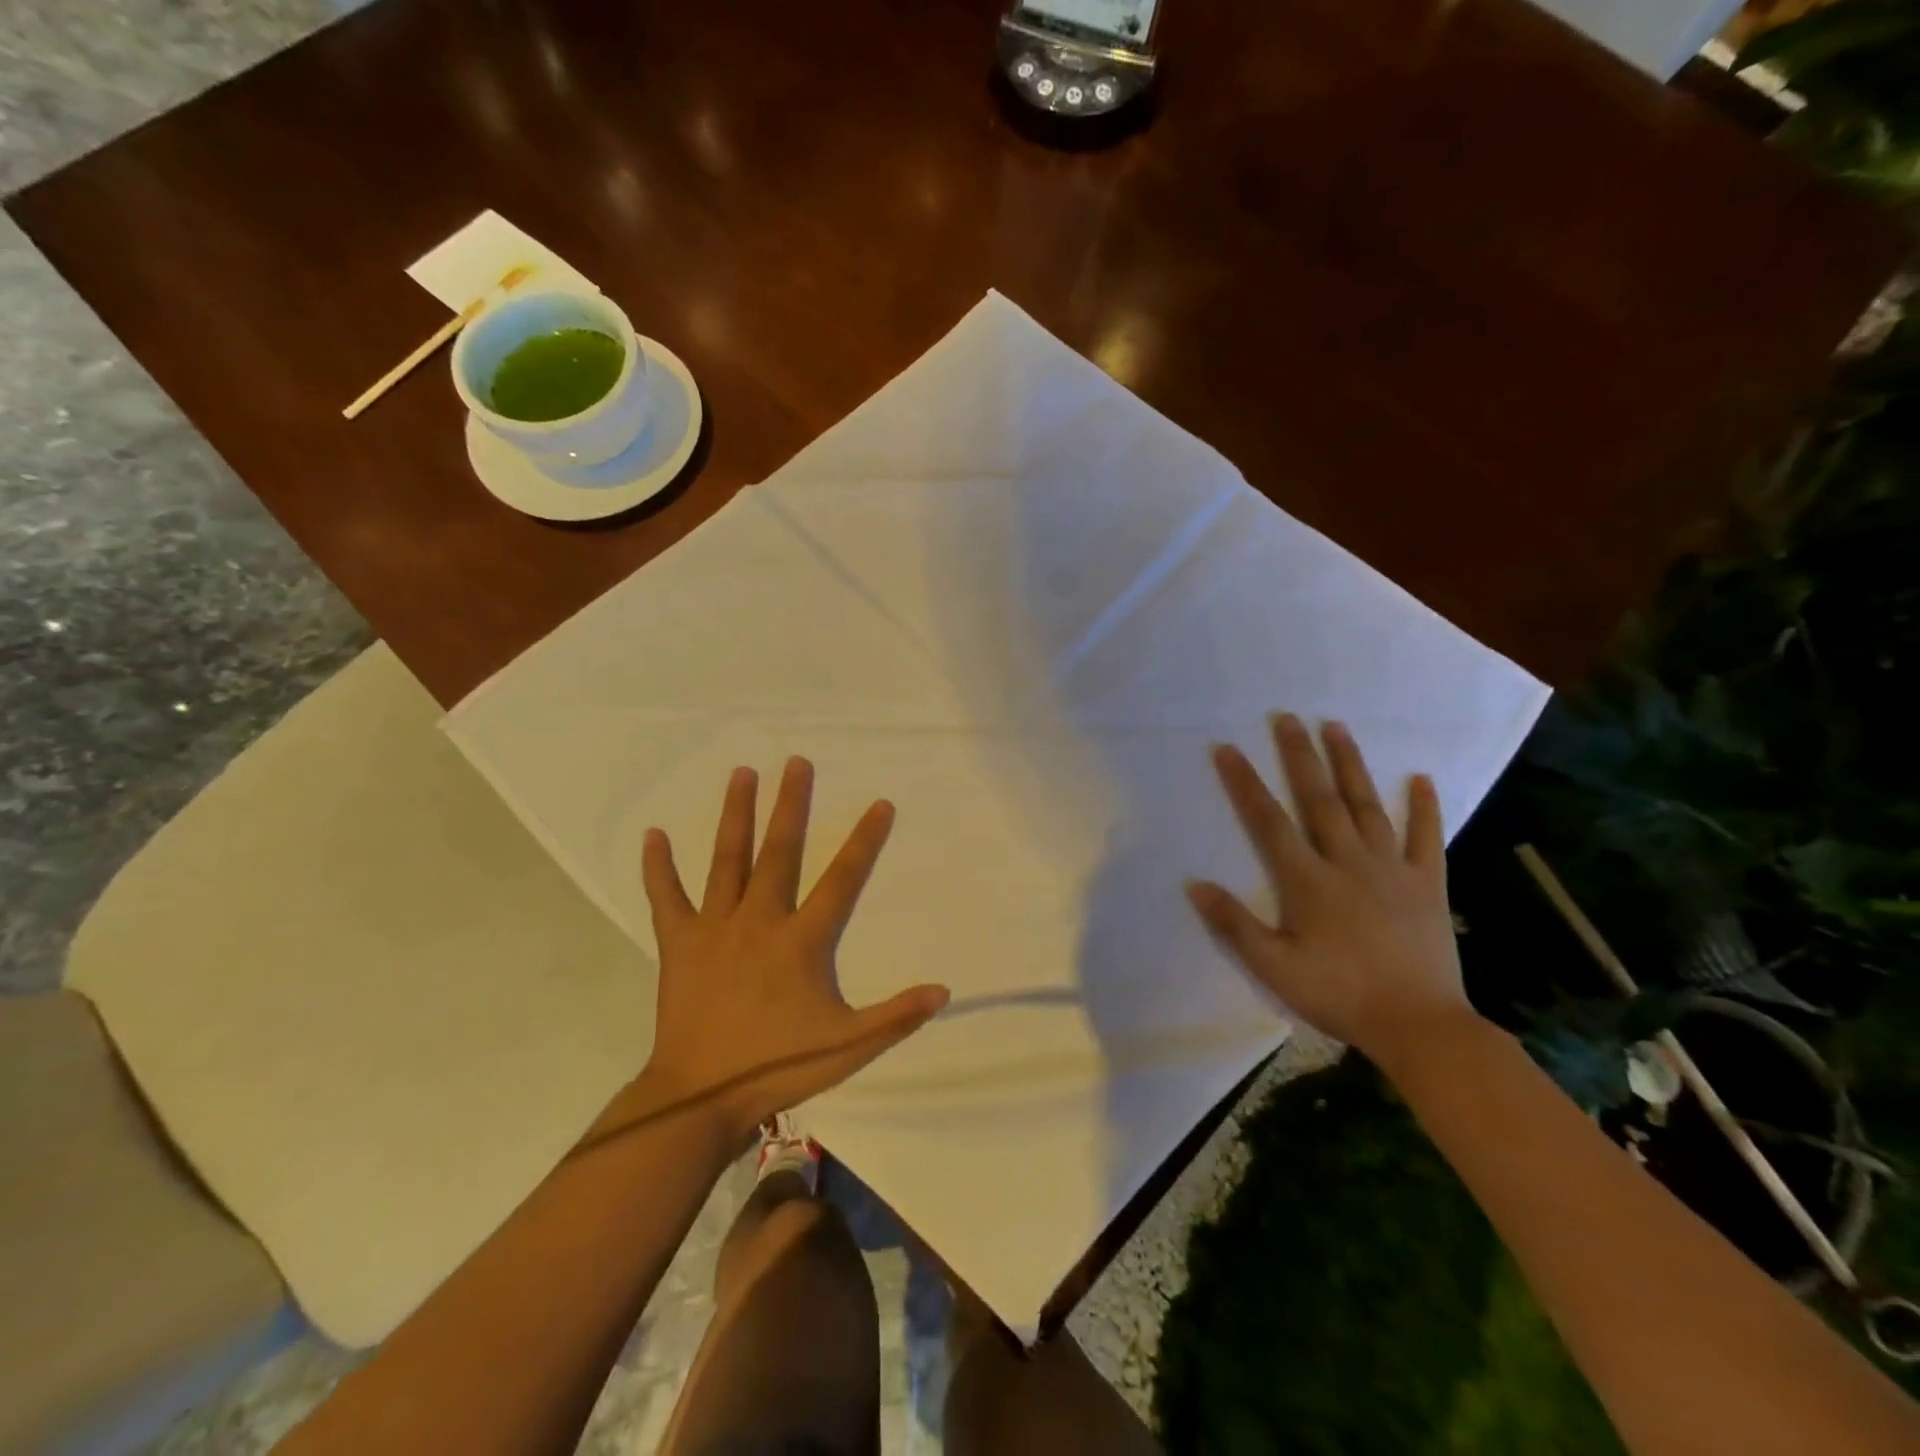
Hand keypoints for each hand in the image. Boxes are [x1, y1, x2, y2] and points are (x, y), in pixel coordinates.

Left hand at [640, 757, 948, 1142]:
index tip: (879, 804)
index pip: (843, 880)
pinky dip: (658, 867)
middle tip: (796, 762)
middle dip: (791, 805)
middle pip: (780, 852)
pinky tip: (652, 834)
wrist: (700, 1097)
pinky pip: (666, 898)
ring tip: (742, 773)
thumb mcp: (849, 1047)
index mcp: (802, 941)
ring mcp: (715, 928)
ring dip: (736, 815)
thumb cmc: (778, 1068)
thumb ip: (897, 1016)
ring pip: (727, 860)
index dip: (864, 841)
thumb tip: (944, 989)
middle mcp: (760, 920)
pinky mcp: (679, 943)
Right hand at [1187, 714, 1474, 1064]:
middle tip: (1287, 718)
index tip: (1228, 749)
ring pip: (1368, 806)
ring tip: (1337, 728)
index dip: (1246, 783)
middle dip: (1300, 756)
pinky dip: (1425, 807)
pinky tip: (1422, 778)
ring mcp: (1392, 869)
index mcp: (1308, 881)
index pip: (1268, 821)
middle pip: (1319, 799)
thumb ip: (1234, 924)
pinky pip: (1427, 838)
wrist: (1419, 1025)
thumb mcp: (1274, 968)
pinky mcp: (1428, 884)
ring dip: (1351, 765)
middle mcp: (1348, 862)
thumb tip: (1195, 884)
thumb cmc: (1339, 995)